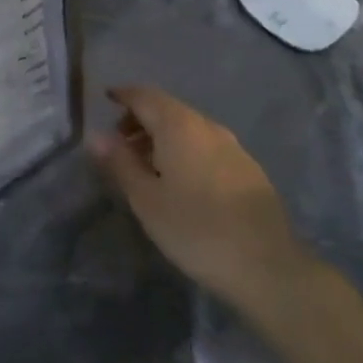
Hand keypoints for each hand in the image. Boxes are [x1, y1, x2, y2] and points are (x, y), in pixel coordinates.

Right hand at [89, 85, 319, 317]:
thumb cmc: (195, 229)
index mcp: (180, 127)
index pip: (146, 96)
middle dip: (141, 119)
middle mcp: (208, 127)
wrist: (267, 267)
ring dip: (162, 137)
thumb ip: (120, 162)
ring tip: (144, 166)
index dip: (123, 95)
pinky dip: (184, 150)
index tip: (105, 100)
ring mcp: (233, 148)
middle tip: (119, 144)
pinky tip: (179, 181)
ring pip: (189, 128)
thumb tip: (96, 135)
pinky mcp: (248, 170)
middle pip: (169, 109)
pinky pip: (206, 146)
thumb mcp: (146, 199)